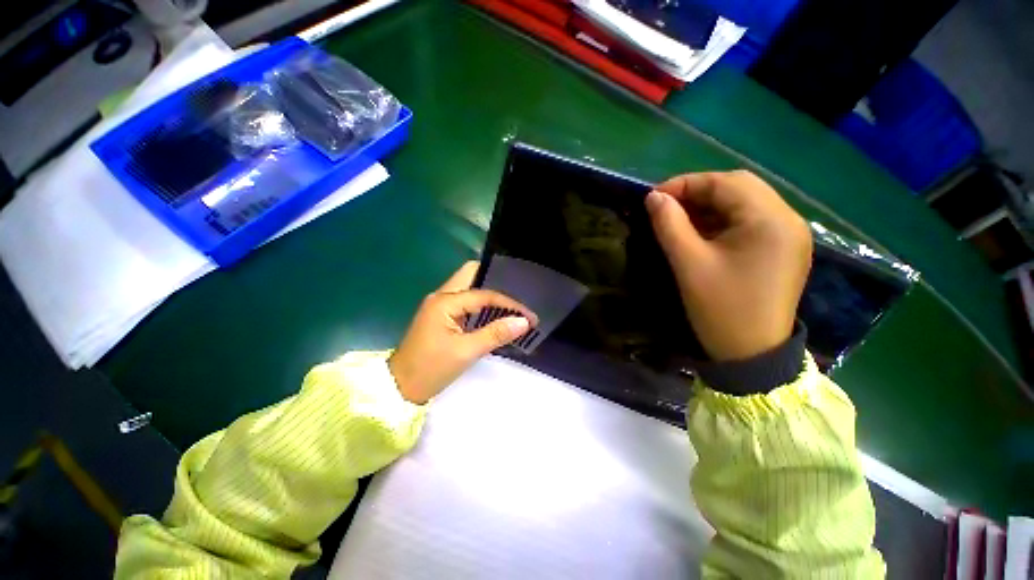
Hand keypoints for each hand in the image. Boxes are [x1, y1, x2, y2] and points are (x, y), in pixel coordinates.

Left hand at [388, 262, 538, 403]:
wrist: (400, 388)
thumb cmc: (431, 369)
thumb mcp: (466, 352)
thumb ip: (495, 333)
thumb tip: (524, 322)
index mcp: (445, 301)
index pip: (484, 294)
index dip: (510, 303)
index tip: (529, 316)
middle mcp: (442, 296)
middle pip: (472, 275)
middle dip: (496, 282)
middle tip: (518, 297)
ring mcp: (440, 304)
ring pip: (469, 286)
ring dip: (490, 294)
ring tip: (512, 306)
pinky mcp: (442, 314)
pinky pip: (466, 301)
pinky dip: (482, 305)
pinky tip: (495, 315)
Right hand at [645, 170, 811, 360]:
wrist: (753, 353)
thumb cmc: (720, 309)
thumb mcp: (688, 264)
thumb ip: (669, 225)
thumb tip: (653, 198)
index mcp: (770, 220)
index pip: (726, 183)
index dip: (685, 183)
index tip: (654, 197)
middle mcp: (788, 219)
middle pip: (739, 187)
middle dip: (698, 191)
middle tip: (666, 206)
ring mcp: (789, 234)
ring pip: (745, 202)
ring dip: (710, 205)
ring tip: (679, 218)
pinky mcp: (783, 248)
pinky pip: (750, 220)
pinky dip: (722, 219)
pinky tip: (701, 232)